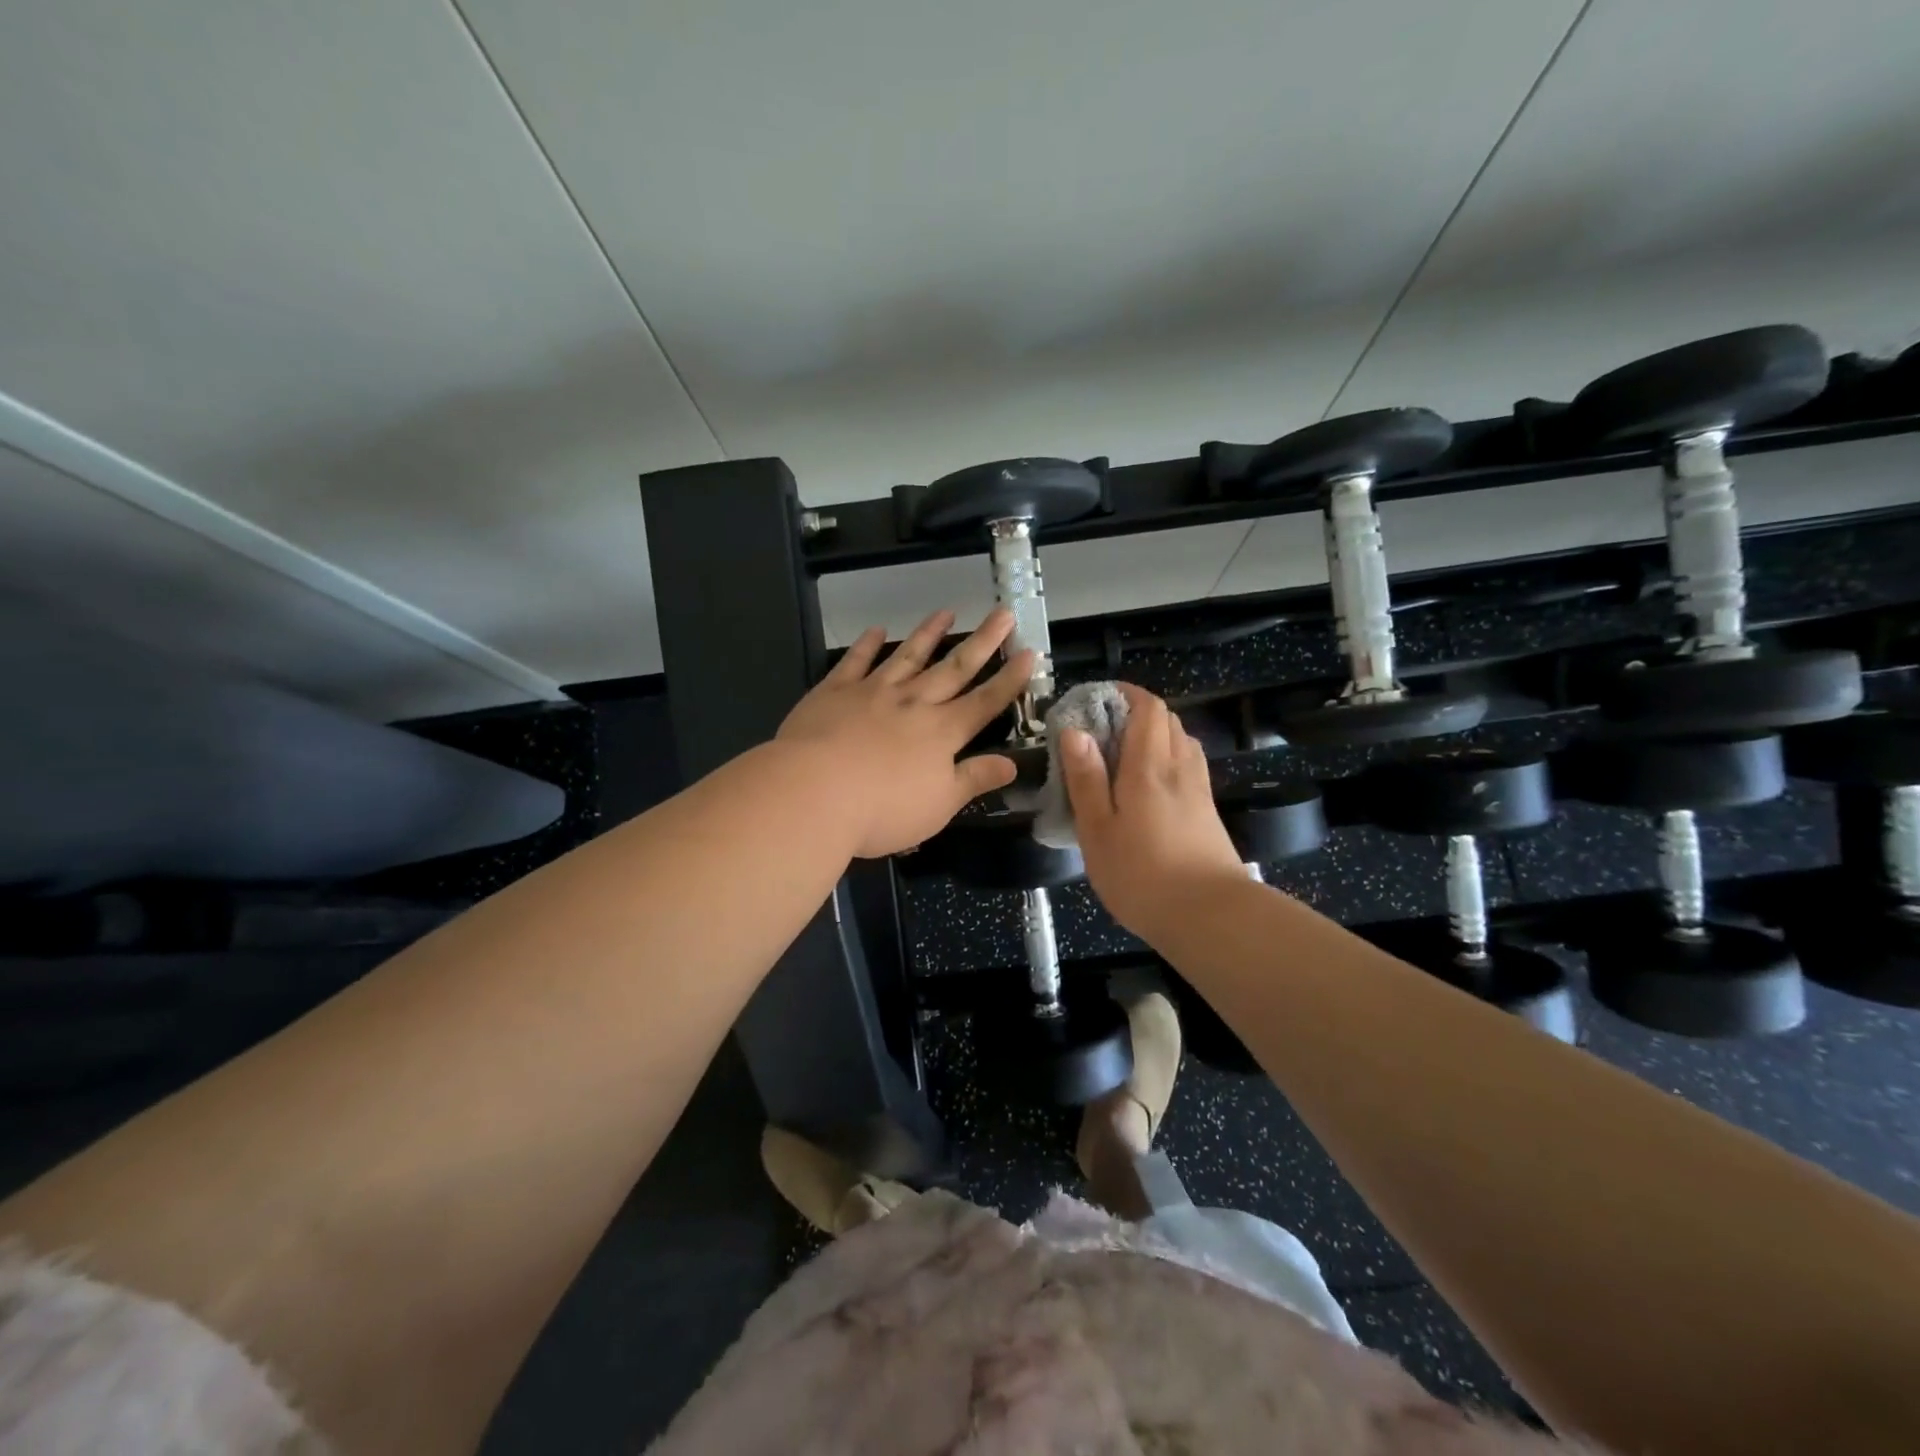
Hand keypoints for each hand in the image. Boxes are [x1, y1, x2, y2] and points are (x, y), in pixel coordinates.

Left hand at [778, 608, 1033, 858]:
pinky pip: (855, 662)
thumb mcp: (939, 806)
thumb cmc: (882, 810)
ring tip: (946, 611)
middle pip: (954, 668)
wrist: (814, 792)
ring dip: (929, 634)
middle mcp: (913, 703)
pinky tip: (876, 630)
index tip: (1029, 653)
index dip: (1009, 679)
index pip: (985, 702)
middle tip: (1003, 613)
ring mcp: (873, 692)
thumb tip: (1012, 764)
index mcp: (941, 733)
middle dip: (982, 641)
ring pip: (908, 656)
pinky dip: (866, 645)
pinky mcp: (834, 691)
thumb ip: (974, 780)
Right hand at [1059, 685, 1247, 944]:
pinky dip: (1168, 760)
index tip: (1095, 701)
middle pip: (1167, 720)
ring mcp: (1199, 790)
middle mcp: (1180, 768)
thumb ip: (1086, 779)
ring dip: (1154, 736)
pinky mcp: (1208, 812)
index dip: (1124, 694)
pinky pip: (1188, 767)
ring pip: (1181, 742)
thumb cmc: (1141, 874)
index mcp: (1149, 766)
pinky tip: (1149, 787)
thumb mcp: (1097, 830)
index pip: (1147, 707)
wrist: (1210, 917)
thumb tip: (1075, 731)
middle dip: (1135, 713)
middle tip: (1101, 731)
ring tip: (1122, 757)